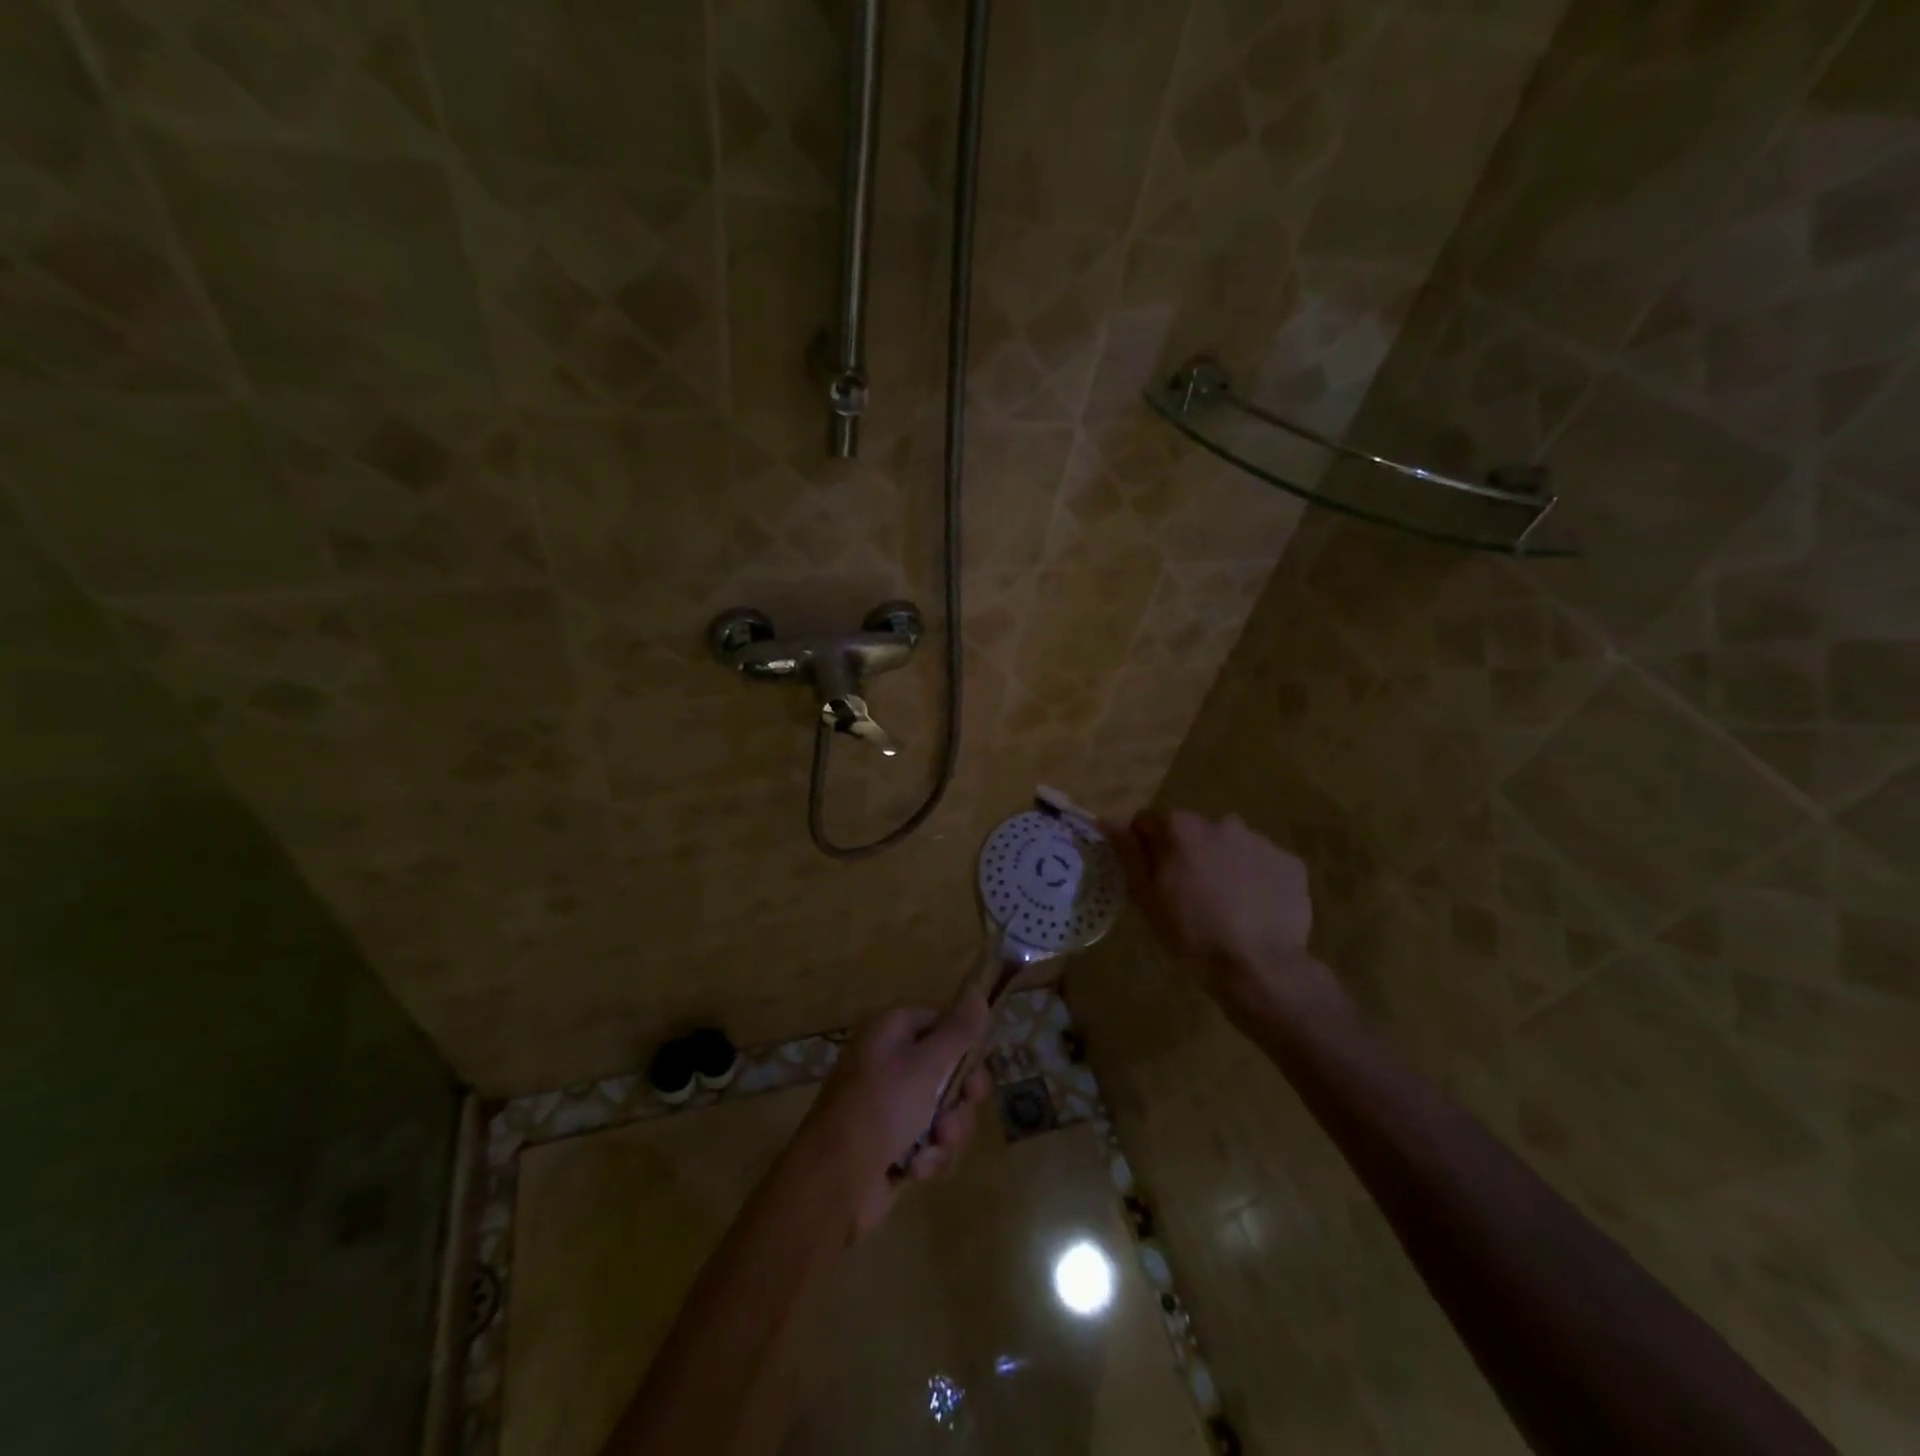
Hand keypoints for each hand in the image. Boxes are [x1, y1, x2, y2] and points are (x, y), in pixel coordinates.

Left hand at [793, 995, 992, 1239]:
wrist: (834, 1181)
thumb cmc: (881, 1108)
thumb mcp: (926, 1064)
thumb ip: (958, 1031)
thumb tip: (978, 993)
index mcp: (891, 1031)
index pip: (941, 1023)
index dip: (964, 1047)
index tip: (977, 1071)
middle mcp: (890, 1062)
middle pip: (948, 1070)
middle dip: (959, 1099)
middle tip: (958, 1112)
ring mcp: (890, 1105)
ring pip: (944, 1110)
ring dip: (947, 1132)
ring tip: (933, 1146)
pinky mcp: (893, 1143)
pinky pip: (929, 1141)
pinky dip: (929, 1155)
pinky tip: (916, 1169)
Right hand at [1106, 810, 1337, 1017]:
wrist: (1259, 966)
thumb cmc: (1192, 933)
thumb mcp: (1146, 898)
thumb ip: (1128, 853)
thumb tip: (1109, 821)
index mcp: (1180, 828)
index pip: (1149, 823)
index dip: (1146, 849)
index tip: (1154, 879)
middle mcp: (1220, 822)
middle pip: (1193, 831)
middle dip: (1188, 853)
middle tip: (1190, 894)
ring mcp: (1259, 840)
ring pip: (1230, 844)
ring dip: (1223, 862)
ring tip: (1226, 903)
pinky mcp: (1290, 861)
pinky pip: (1263, 862)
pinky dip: (1256, 877)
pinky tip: (1254, 908)